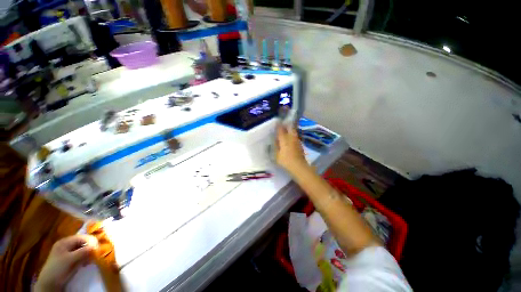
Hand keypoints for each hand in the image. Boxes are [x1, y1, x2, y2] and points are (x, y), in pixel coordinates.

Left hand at [35, 235, 97, 291]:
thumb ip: (84, 251)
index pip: (82, 237)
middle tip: (96, 255)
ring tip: (91, 260)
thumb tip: (97, 245)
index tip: (98, 248)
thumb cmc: (59, 268)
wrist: (49, 283)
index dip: (91, 241)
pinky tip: (86, 263)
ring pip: (82, 249)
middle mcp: (66, 244)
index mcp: (65, 241)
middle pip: (82, 242)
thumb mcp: (72, 259)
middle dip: (90, 248)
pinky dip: (84, 258)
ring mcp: (66, 252)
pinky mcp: (68, 259)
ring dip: (88, 253)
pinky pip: (79, 254)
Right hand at [275, 124, 308, 174]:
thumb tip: (275, 140)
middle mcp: (291, 137)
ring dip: (290, 129)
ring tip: (286, 130)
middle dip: (286, 125)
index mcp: (284, 139)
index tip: (276, 122)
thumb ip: (276, 146)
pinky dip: (292, 135)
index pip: (280, 129)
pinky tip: (290, 138)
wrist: (298, 166)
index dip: (278, 125)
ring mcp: (297, 140)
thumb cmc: (286, 161)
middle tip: (282, 125)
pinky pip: (295, 136)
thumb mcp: (277, 155)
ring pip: (293, 131)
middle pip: (290, 127)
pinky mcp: (300, 144)